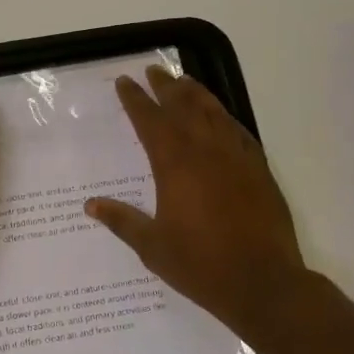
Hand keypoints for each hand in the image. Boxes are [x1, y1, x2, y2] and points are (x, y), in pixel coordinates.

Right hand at [86, 66, 309, 343]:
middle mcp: (206, 151)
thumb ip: (122, 221)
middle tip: (154, 70)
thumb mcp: (152, 246)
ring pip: (214, 113)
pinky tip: (221, 117)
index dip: (135, 100)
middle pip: (183, 107)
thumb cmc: (200, 265)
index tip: (125, 82)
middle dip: (166, 87)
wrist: (263, 283)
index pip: (150, 121)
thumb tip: (91, 205)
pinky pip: (239, 131)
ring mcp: (237, 157)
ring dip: (197, 94)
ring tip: (184, 81)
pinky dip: (225, 118)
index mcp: (175, 165)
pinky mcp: (259, 169)